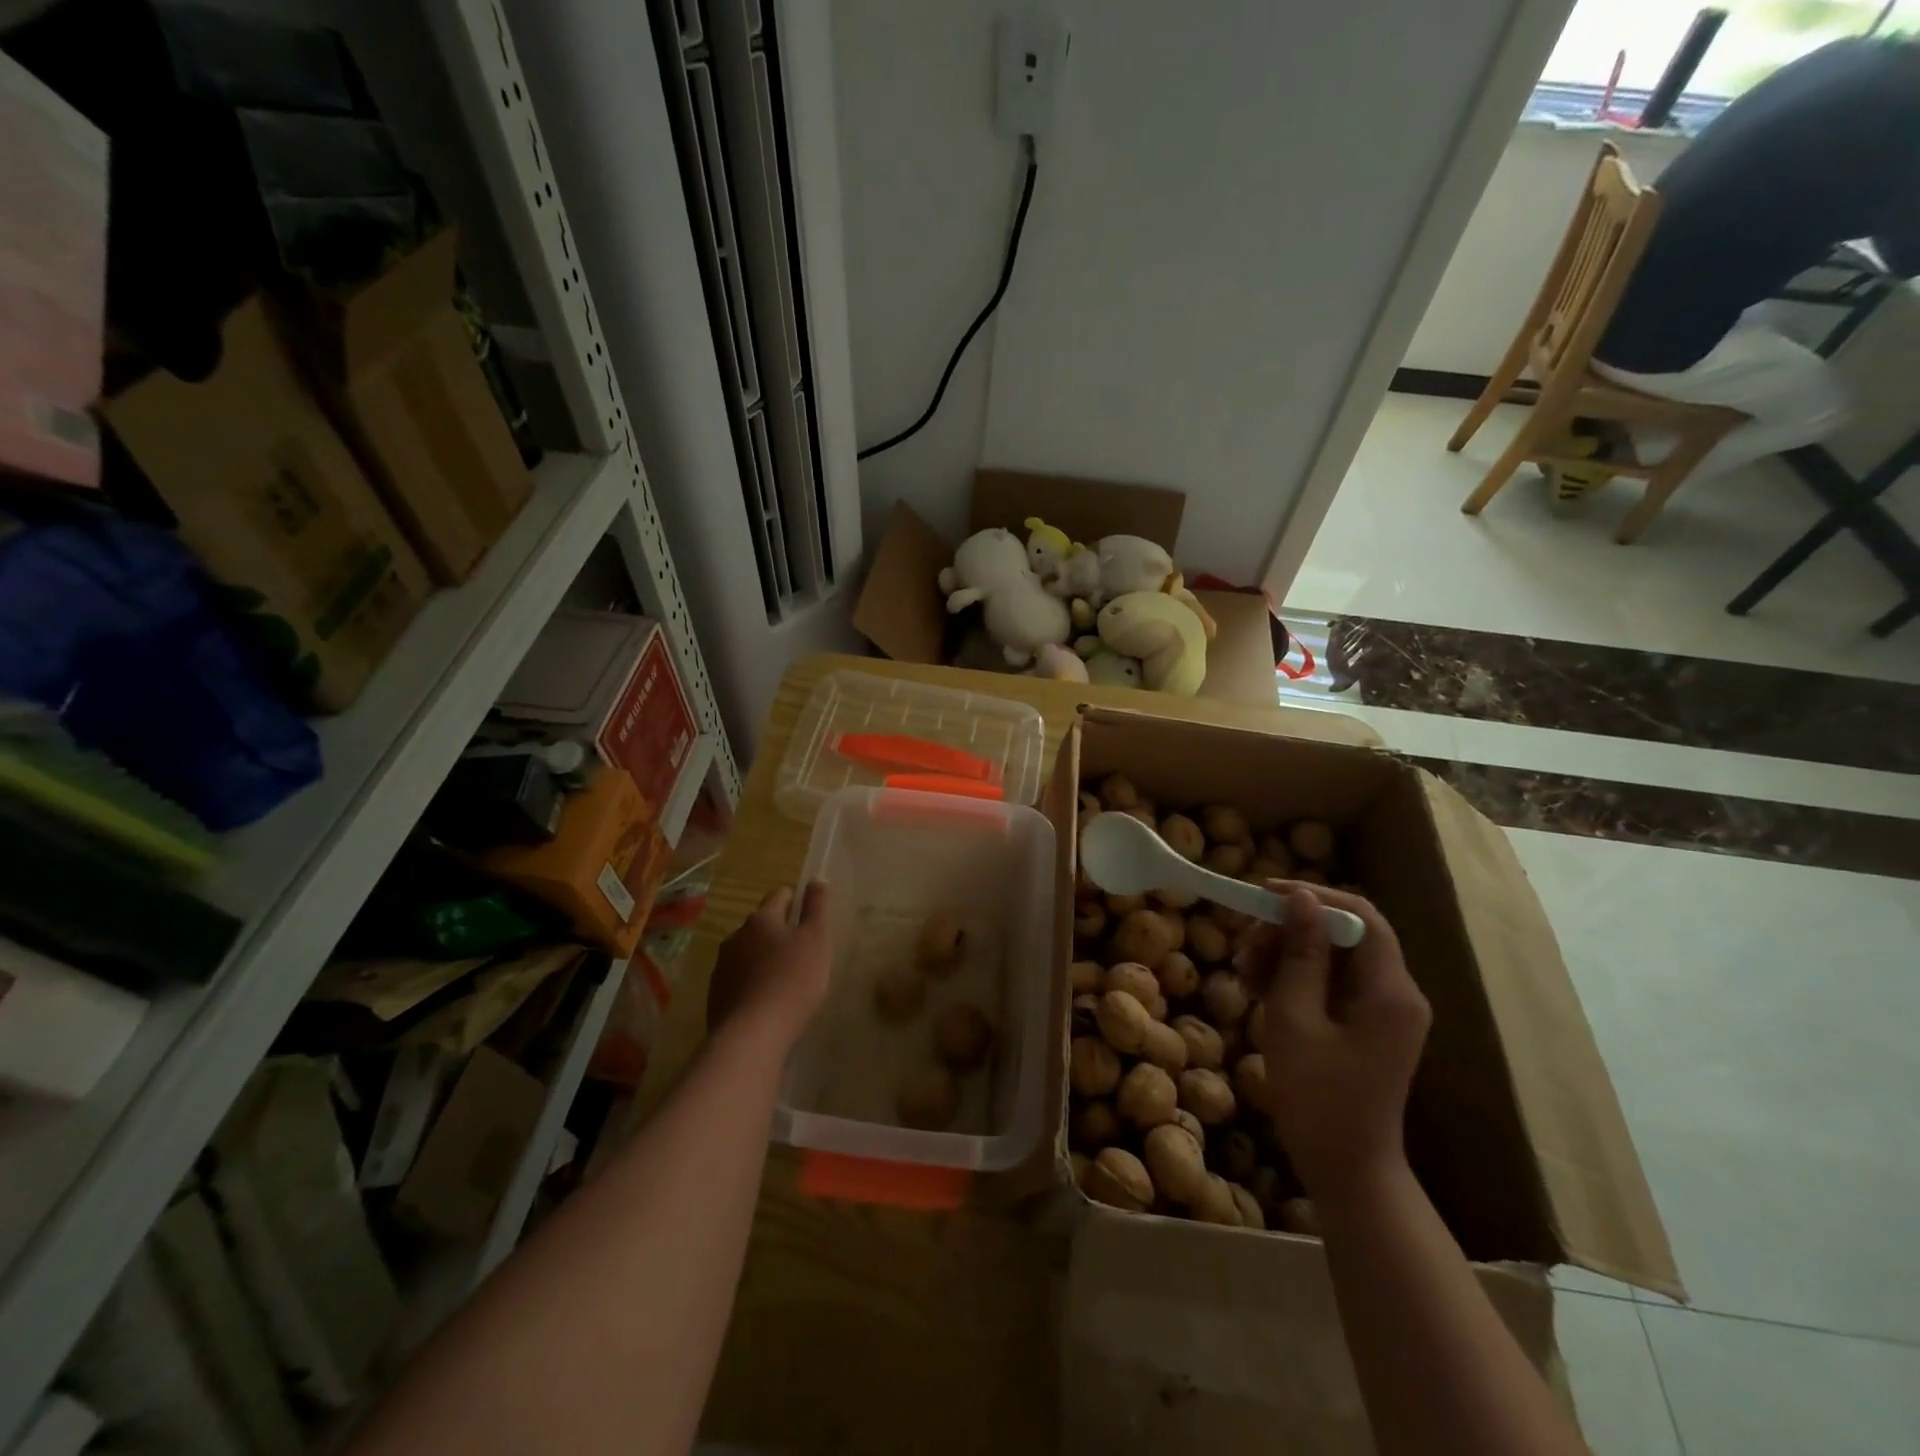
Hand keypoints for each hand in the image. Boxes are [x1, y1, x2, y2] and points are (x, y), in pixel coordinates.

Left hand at [706, 883, 831, 1051]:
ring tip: (786, 977)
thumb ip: (817, 906)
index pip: (781, 895)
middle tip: (804, 949)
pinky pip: (740, 979)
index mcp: (761, 918)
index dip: (798, 899)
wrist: (751, 1036)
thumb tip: (816, 878)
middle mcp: (736, 936)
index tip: (812, 914)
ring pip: (749, 952)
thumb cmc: (792, 980)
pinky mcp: (716, 995)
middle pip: (763, 924)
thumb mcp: (816, 939)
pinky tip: (768, 1000)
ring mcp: (722, 966)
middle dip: (781, 931)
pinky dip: (754, 982)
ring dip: (766, 957)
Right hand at [1236, 883, 1430, 1201]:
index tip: (1263, 895)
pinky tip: (1260, 993)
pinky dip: (1296, 980)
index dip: (1313, 896)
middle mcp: (1397, 993)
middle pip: (1343, 935)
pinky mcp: (1368, 1027)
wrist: (1346, 1171)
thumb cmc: (1318, 1097)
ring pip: (1333, 958)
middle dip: (1290, 932)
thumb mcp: (1295, 1017)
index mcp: (1389, 990)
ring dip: (1286, 956)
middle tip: (1244, 949)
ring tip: (1244, 976)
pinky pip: (1332, 985)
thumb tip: (1300, 897)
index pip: (1360, 915)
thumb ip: (1300, 953)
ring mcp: (1384, 1012)